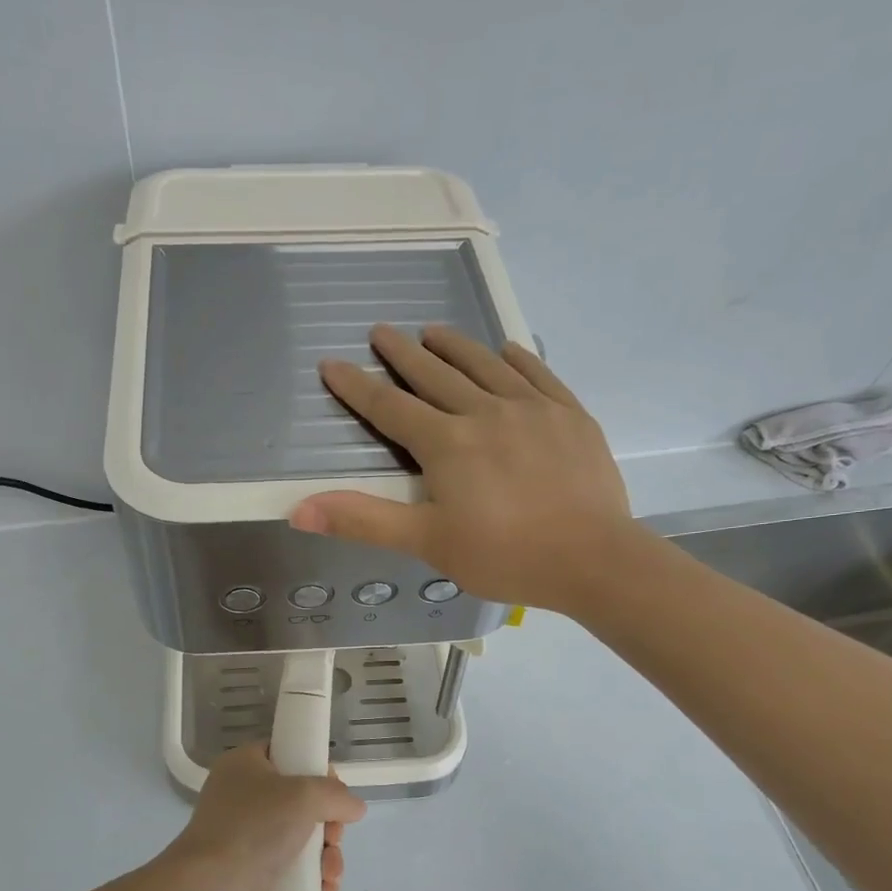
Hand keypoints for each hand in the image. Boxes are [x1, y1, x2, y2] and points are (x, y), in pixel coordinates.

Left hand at [159, 744, 366, 890]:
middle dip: (328, 822)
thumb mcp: (304, 795)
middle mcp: (241, 800)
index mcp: (243, 767)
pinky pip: (293, 873)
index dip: (313, 767)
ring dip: (326, 856)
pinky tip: (325, 890)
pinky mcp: (251, 878)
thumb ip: (336, 794)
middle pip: (299, 802)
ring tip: (330, 872)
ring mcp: (245, 841)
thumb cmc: (255, 827)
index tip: (334, 788)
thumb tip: (354, 807)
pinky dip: (313, 880)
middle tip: (333, 836)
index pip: (284, 753)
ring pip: (301, 840)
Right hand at [288, 324, 636, 614]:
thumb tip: (298, 509)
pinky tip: (507, 350)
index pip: (389, 407)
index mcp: (446, 444)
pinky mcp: (570, 415)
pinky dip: (517, 359)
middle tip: (382, 331)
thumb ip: (363, 520)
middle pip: (435, 374)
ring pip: (485, 365)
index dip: (357, 386)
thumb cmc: (504, 556)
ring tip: (434, 330)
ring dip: (455, 346)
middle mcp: (485, 412)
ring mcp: (532, 409)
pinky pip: (538, 374)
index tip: (332, 363)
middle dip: (403, 353)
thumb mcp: (427, 543)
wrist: (593, 559)